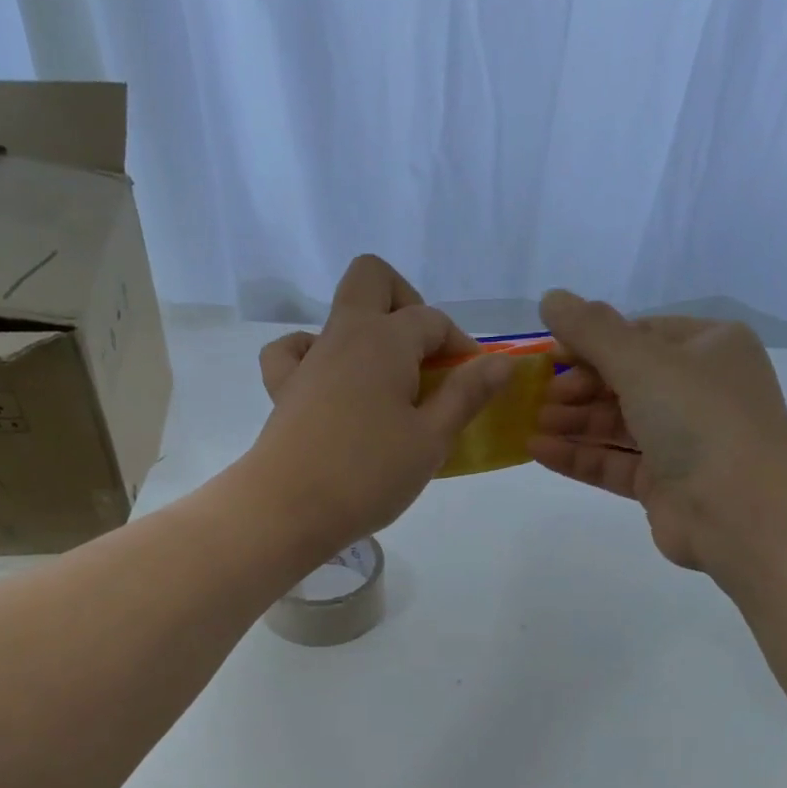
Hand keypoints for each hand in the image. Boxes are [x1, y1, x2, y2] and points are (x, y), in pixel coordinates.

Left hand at [247, 255, 512, 555]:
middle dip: (407, 304)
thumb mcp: (431, 440)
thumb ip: (467, 395)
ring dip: (367, 334)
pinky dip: (314, 356)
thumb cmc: (369, 474)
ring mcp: (309, 360)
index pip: (433, 321)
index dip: (461, 347)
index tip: (476, 385)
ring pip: (337, 315)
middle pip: (373, 279)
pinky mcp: (284, 390)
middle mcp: (343, 335)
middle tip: (425, 357)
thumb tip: (502, 361)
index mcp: (384, 340)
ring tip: (386, 382)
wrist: (289, 508)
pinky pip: (292, 351)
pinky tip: (331, 383)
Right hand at [529, 290, 786, 569]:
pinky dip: (579, 456)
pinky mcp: (662, 484)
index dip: (592, 342)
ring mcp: (681, 441)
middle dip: (578, 388)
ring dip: (573, 423)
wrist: (741, 510)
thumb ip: (592, 331)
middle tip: (537, 396)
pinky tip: (539, 452)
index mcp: (709, 348)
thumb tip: (551, 297)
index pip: (641, 335)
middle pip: (625, 381)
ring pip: (617, 425)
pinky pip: (614, 462)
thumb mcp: (643, 361)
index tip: (550, 355)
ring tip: (530, 425)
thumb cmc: (699, 418)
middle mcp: (698, 391)